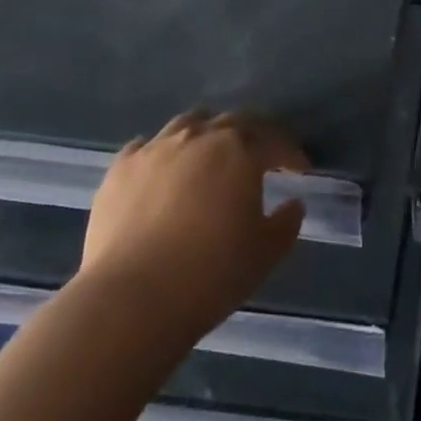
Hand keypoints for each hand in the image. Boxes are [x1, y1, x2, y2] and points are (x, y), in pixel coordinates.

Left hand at [79, 110, 308, 339]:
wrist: (131, 300)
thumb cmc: (210, 274)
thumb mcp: (265, 254)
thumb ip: (286, 223)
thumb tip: (293, 203)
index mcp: (240, 150)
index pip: (274, 140)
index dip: (291, 153)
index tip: (300, 169)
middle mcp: (199, 137)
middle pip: (232, 121)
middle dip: (252, 135)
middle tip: (259, 156)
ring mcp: (155, 149)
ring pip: (188, 124)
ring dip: (206, 134)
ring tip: (209, 155)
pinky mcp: (120, 169)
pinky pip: (144, 147)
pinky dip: (160, 153)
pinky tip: (161, 170)